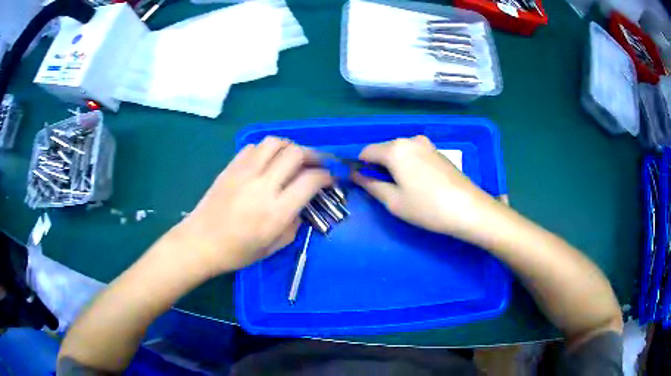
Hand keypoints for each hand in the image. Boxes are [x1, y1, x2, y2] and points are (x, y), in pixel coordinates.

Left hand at [174, 137, 331, 275]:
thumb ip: (294, 224)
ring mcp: (245, 172)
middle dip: (313, 155)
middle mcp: (263, 185)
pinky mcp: (231, 167)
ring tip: (293, 158)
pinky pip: (254, 147)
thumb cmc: (237, 252)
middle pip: (296, 153)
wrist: (201, 242)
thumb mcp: (273, 246)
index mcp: (276, 211)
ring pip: (275, 143)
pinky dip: (267, 150)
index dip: (326, 176)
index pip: (310, 180)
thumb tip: (302, 205)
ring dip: (290, 147)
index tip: (330, 178)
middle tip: (317, 164)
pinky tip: (267, 161)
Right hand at [353, 136, 499, 240]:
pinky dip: (409, 166)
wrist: (469, 209)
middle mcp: (410, 140)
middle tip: (385, 191)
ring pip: (400, 152)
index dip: (360, 167)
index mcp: (395, 149)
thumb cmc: (427, 207)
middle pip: (384, 150)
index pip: (366, 152)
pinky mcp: (439, 152)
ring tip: (405, 190)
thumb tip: (356, 175)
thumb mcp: (393, 201)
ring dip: (395, 167)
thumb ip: (371, 185)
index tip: (363, 185)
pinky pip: (415, 155)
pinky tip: (420, 185)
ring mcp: (427, 144)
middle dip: (378, 167)